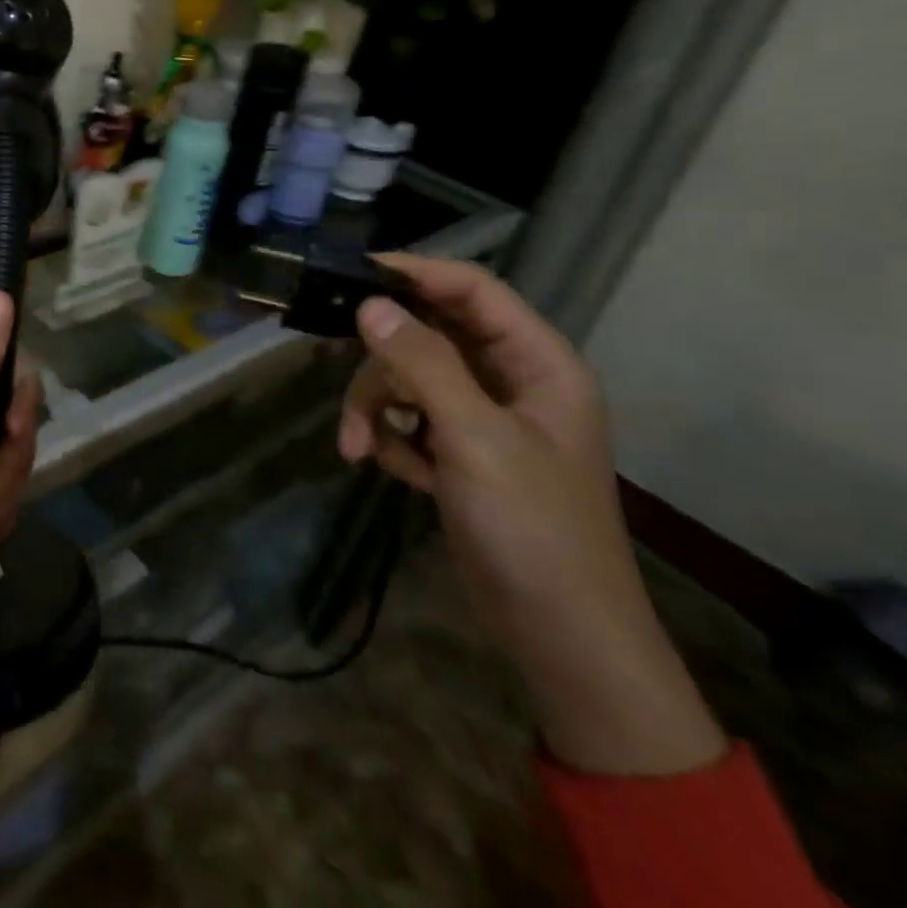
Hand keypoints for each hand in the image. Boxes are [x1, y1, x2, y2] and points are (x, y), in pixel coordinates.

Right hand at [340, 255, 724, 776]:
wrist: (558, 634)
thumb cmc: (533, 529)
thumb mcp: (475, 438)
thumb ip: (422, 364)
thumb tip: (369, 304)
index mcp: (537, 363)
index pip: (471, 290)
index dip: (414, 273)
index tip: (352, 273)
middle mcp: (510, 380)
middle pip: (426, 334)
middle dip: (382, 363)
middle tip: (348, 385)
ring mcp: (481, 417)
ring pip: (407, 378)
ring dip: (374, 408)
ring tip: (358, 448)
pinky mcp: (458, 451)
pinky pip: (407, 418)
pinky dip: (389, 437)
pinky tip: (391, 469)